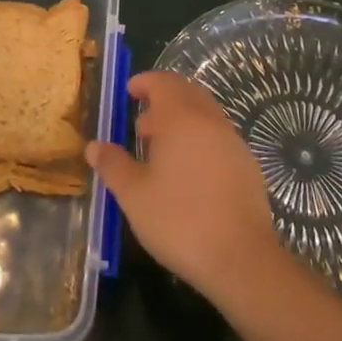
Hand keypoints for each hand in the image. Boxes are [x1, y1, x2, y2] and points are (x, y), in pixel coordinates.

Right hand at [86, 70, 279, 310]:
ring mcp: (233, 142)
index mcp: (181, 118)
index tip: (129, 92)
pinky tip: (188, 174)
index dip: (144, 82)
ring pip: (204, 115)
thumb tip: (94, 146)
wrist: (241, 258)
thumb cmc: (179, 220)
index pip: (163, 82)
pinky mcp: (247, 165)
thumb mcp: (134, 195)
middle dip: (162, 100)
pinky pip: (218, 137)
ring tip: (160, 152)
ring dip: (181, 121)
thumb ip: (112, 165)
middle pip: (186, 93)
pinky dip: (199, 140)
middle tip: (141, 125)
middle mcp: (210, 120)